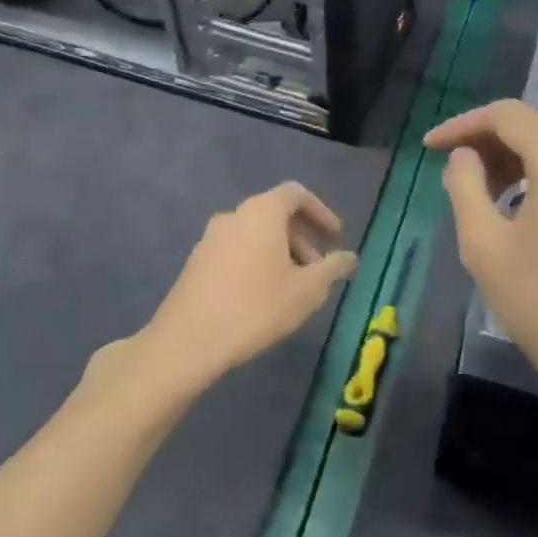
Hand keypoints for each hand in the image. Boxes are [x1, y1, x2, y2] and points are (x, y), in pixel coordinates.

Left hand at [91, 183, 357, 405]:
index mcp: (262, 212)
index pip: (296, 194)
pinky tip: (264, 297)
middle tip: (319, 270)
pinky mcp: (196, 262)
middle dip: (302, 238)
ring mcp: (210, 239)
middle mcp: (233, 216)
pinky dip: (257, 262)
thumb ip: (332, 268)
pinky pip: (237, 250)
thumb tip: (350, 258)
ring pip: (255, 234)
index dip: (321, 212)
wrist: (187, 341)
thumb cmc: (256, 308)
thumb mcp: (307, 290)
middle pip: (275, 214)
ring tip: (294, 288)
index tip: (336, 238)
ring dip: (281, 253)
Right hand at [426, 101, 537, 460]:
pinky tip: (515, 208)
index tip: (428, 147)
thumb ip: (465, 187)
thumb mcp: (485, 246)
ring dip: (512, 160)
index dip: (463, 125)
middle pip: (533, 127)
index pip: (507, 115)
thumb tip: (463, 157)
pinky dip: (537, 177)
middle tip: (451, 170)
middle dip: (487, 141)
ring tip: (479, 192)